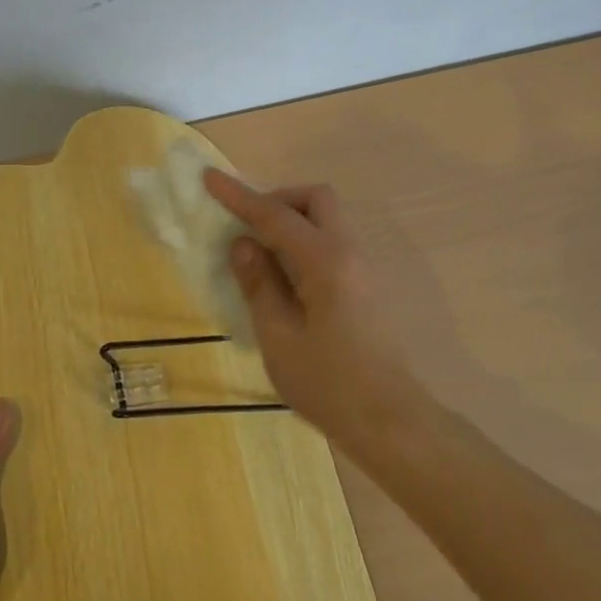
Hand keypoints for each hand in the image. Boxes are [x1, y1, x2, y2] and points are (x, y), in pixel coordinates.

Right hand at [203, 170, 426, 458]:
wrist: (391, 422)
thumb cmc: (329, 384)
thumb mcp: (279, 337)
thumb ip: (259, 284)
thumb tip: (243, 243)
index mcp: (325, 261)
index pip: (275, 215)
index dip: (239, 196)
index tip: (209, 178)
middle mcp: (348, 252)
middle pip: (315, 199)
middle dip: (278, 201)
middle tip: (248, 228)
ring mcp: (361, 268)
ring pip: (326, 220)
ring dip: (292, 222)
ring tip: (260, 256)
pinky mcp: (364, 286)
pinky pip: (330, 243)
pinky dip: (303, 243)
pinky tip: (284, 279)